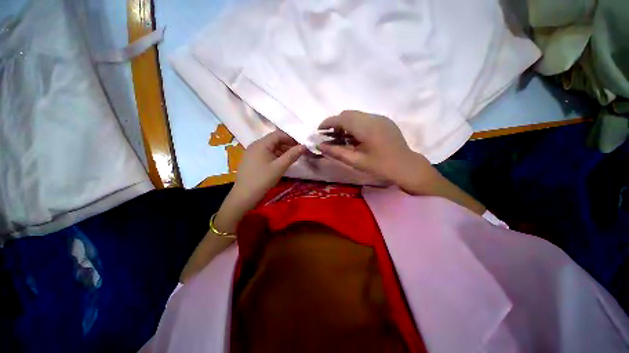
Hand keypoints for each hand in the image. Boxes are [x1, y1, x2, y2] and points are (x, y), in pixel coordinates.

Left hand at [234, 130, 305, 203]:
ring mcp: (252, 153)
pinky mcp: (251, 160)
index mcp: (261, 144)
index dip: (290, 138)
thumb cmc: (263, 179)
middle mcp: (255, 145)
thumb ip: (292, 155)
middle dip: (287, 145)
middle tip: (297, 153)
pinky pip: (265, 154)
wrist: (245, 195)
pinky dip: (274, 156)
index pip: (278, 134)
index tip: (300, 145)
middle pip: (274, 140)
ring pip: (270, 147)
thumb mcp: (280, 167)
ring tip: (291, 158)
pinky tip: (280, 163)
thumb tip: (304, 146)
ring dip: (281, 151)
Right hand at [318, 111, 439, 194]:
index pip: (342, 118)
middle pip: (348, 114)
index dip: (328, 122)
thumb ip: (336, 152)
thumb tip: (320, 145)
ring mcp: (380, 118)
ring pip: (356, 115)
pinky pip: (365, 118)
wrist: (406, 166)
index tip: (319, 130)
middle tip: (331, 137)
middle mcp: (373, 118)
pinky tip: (356, 138)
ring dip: (346, 124)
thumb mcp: (356, 161)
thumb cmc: (380, 166)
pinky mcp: (384, 121)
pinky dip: (355, 125)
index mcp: (366, 127)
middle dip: (336, 123)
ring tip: (343, 138)